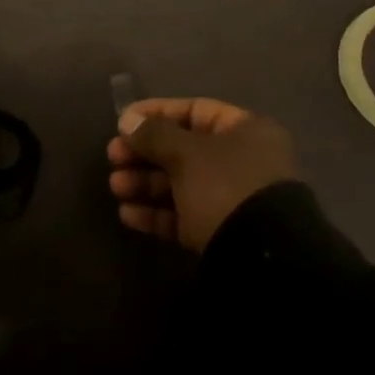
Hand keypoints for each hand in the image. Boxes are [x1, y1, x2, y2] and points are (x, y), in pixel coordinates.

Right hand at [106, 98, 299, 250]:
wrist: (262, 264)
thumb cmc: (226, 188)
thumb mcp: (187, 154)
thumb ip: (154, 134)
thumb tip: (127, 121)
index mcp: (245, 131)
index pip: (194, 110)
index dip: (156, 113)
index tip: (123, 122)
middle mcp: (241, 161)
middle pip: (182, 149)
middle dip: (144, 153)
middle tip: (113, 157)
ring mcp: (231, 200)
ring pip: (179, 184)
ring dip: (144, 183)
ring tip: (116, 188)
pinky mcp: (219, 234)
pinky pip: (183, 216)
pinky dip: (156, 214)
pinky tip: (128, 215)